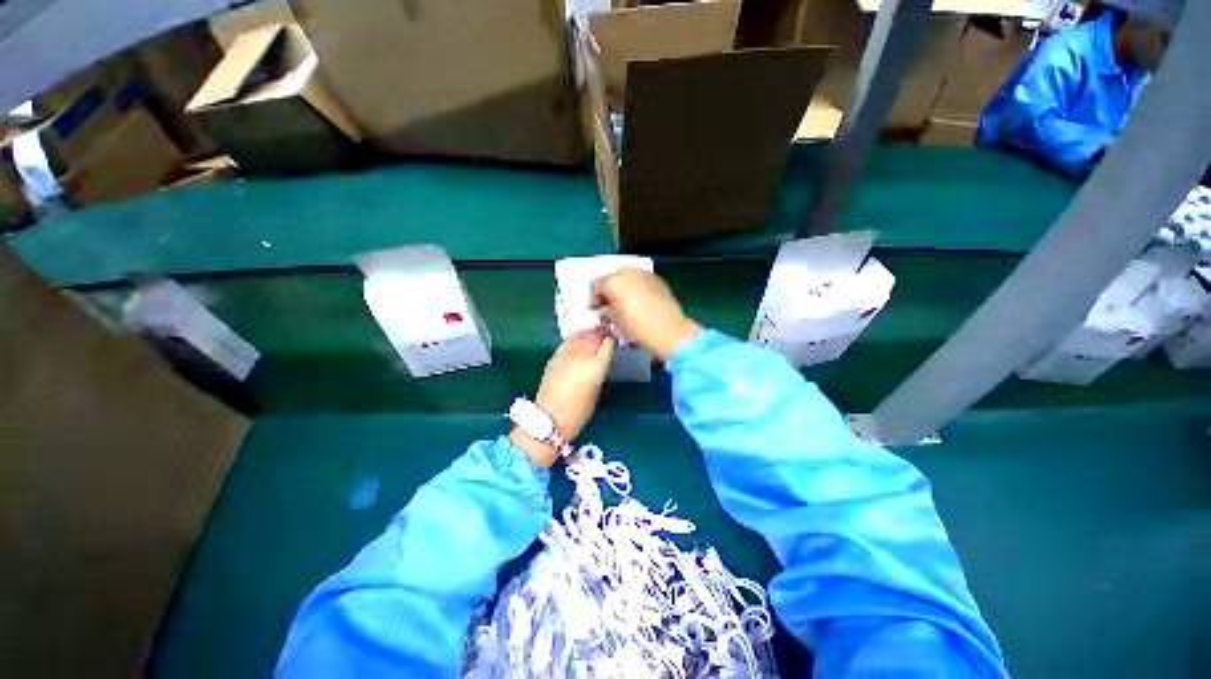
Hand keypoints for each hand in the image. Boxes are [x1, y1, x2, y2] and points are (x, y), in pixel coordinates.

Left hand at [511, 328, 614, 467]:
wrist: (549, 418)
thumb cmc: (579, 412)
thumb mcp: (597, 391)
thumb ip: (600, 370)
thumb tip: (602, 358)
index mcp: (596, 367)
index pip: (607, 344)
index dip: (612, 339)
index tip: (615, 338)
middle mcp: (582, 356)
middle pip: (595, 336)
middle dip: (602, 332)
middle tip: (607, 330)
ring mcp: (566, 355)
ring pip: (582, 335)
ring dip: (590, 332)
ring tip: (596, 331)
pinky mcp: (555, 356)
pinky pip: (568, 340)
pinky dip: (576, 336)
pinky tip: (580, 335)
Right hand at [593, 269, 701, 361]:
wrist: (668, 330)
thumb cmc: (637, 328)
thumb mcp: (615, 321)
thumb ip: (607, 309)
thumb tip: (606, 306)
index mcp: (613, 282)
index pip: (596, 286)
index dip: (594, 298)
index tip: (596, 308)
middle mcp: (627, 272)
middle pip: (611, 278)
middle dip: (609, 290)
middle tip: (610, 304)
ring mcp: (643, 273)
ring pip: (627, 277)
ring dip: (623, 287)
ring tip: (625, 302)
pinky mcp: (656, 278)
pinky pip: (640, 279)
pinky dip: (636, 287)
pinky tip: (639, 300)